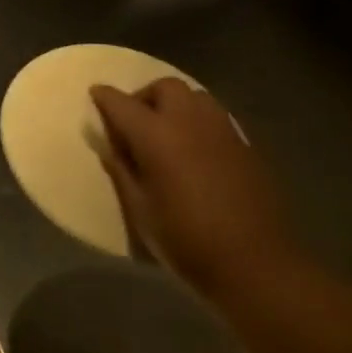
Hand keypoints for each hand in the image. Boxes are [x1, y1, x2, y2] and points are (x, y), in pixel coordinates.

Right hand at [90, 78, 295, 297]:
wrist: (256, 265)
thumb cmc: (185, 240)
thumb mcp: (139, 209)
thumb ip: (121, 170)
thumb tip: (110, 147)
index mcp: (156, 136)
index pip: (122, 103)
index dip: (104, 97)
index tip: (95, 96)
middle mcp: (190, 123)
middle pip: (165, 87)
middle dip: (145, 96)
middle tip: (135, 121)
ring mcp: (223, 132)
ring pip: (196, 97)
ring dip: (175, 105)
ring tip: (166, 133)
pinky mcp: (247, 147)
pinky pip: (216, 119)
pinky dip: (198, 122)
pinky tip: (194, 151)